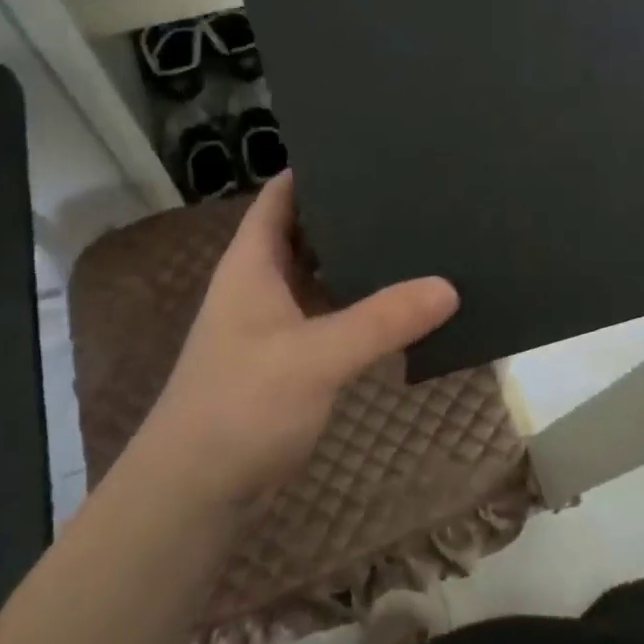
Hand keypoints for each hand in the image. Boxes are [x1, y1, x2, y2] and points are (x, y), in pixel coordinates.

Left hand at [129, 173, 459, 509]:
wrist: (194, 492)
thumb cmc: (241, 406)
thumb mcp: (316, 357)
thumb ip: (382, 321)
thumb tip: (449, 287)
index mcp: (253, 263)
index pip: (282, 195)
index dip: (317, 168)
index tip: (369, 150)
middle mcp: (261, 284)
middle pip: (307, 232)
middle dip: (351, 213)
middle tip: (410, 193)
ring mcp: (273, 324)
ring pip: (321, 277)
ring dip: (358, 263)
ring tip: (416, 239)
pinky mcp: (288, 361)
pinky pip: (329, 317)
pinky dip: (359, 307)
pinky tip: (400, 306)